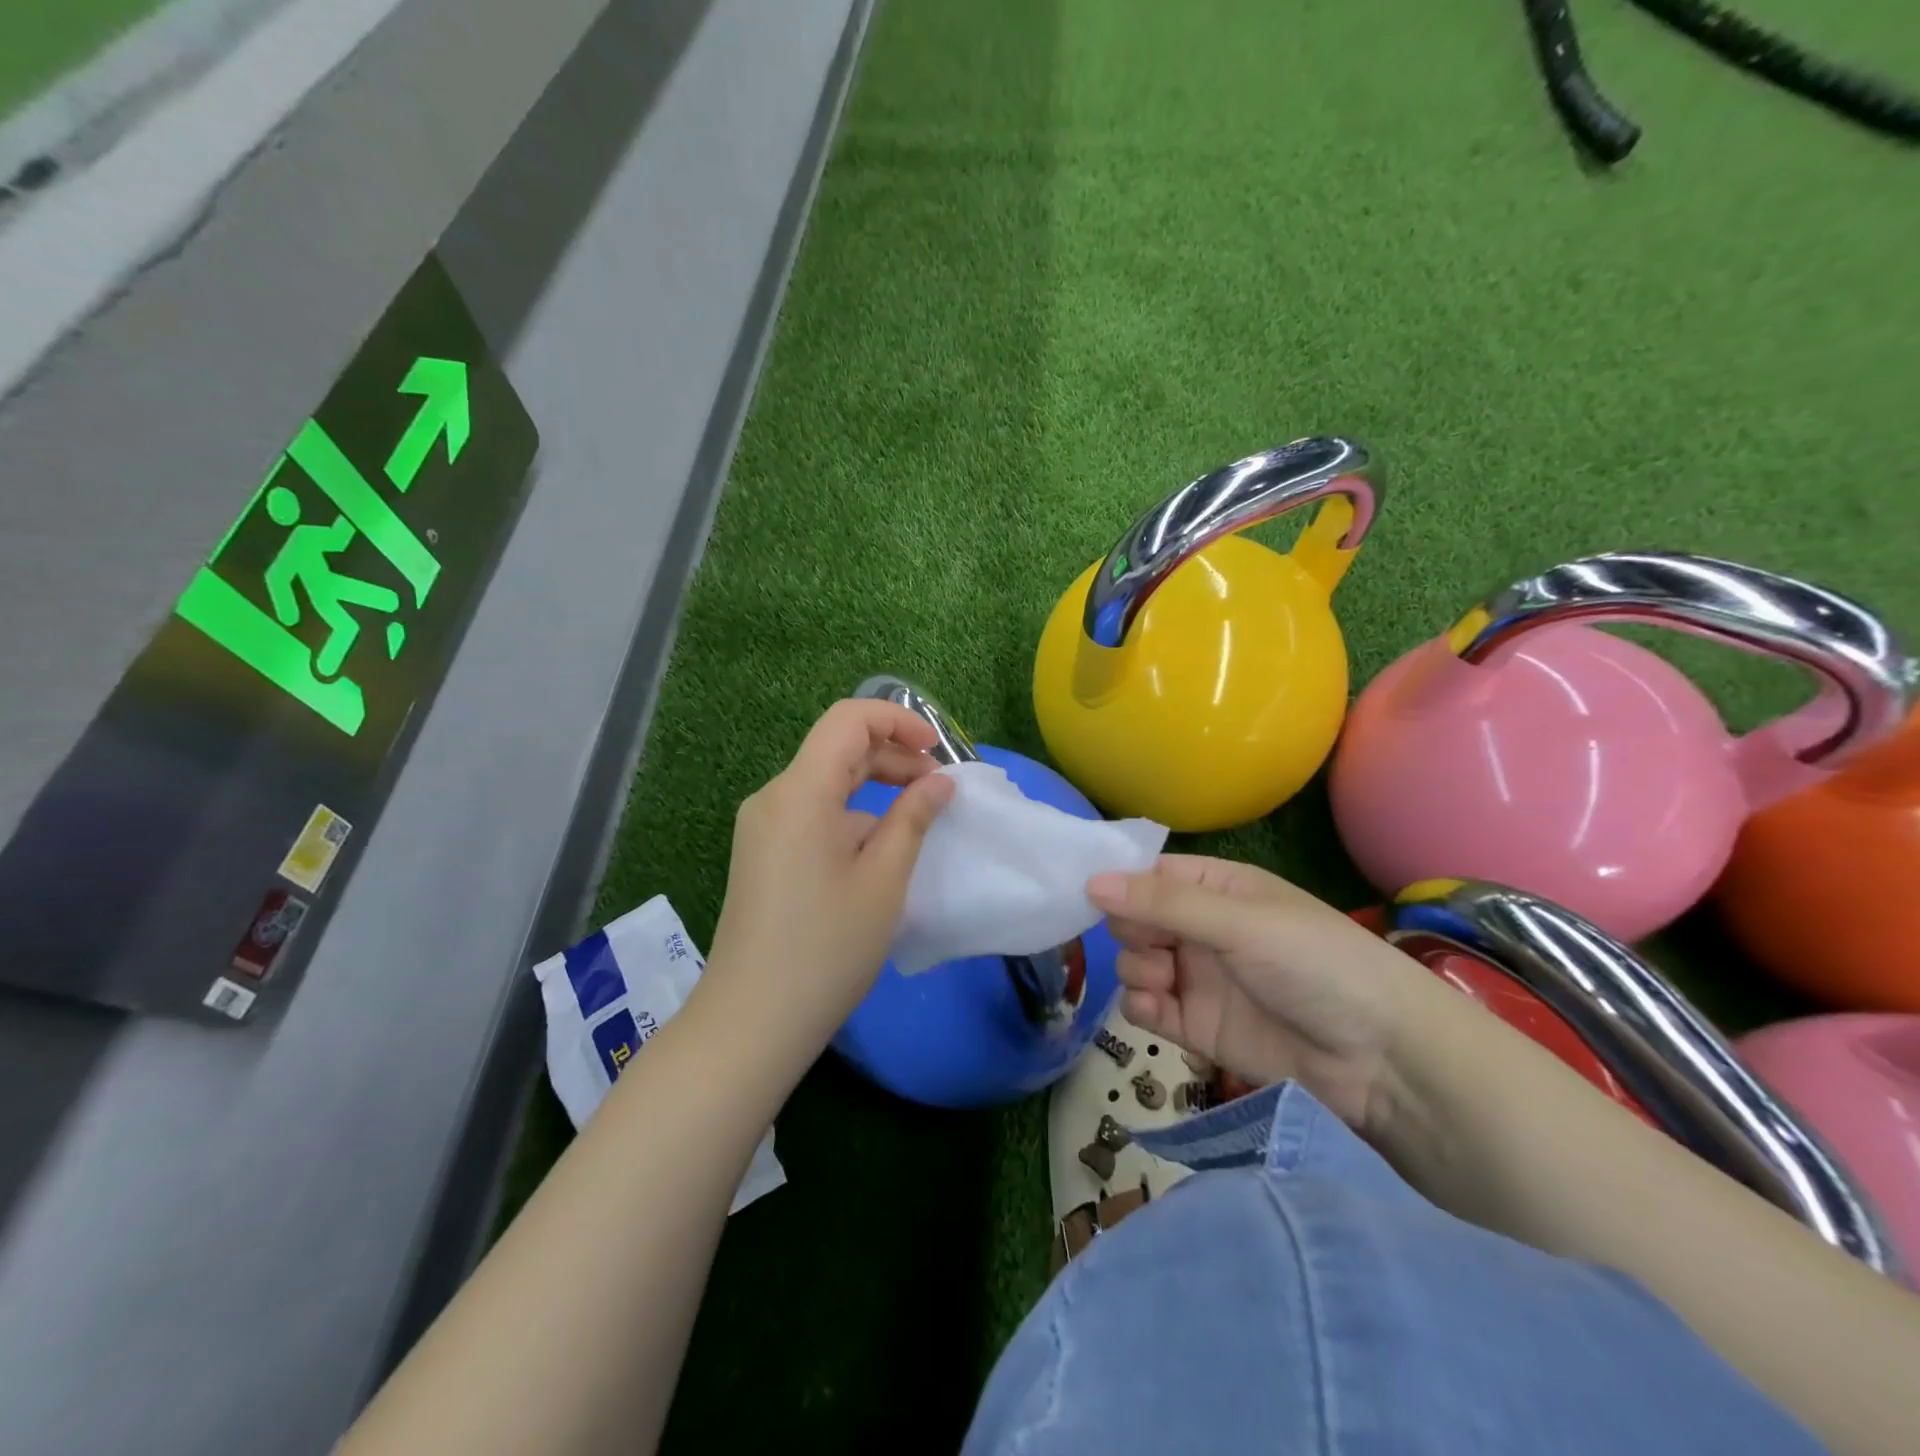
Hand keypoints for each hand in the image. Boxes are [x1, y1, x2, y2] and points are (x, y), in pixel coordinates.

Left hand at [702, 699, 954, 1060]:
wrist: (752, 1021)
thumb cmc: (827, 948)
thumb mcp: (884, 879)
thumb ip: (913, 817)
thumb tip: (940, 781)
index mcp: (800, 792)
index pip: (849, 720)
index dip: (898, 721)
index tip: (938, 750)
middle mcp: (774, 797)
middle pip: (838, 749)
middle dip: (893, 756)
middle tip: (940, 789)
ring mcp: (763, 825)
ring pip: (826, 781)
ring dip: (875, 785)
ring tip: (919, 815)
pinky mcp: (762, 851)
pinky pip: (812, 811)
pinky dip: (852, 813)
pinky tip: (881, 847)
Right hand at [1086, 856, 1436, 1129]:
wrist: (1381, 1060)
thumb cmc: (1316, 965)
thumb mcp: (1240, 922)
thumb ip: (1163, 904)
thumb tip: (1091, 881)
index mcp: (1216, 888)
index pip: (1150, 874)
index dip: (1119, 882)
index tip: (1089, 894)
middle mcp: (1201, 928)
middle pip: (1134, 918)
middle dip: (1129, 928)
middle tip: (1150, 942)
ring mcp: (1197, 977)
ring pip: (1135, 961)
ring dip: (1136, 967)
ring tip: (1163, 978)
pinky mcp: (1196, 1026)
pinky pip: (1146, 1007)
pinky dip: (1142, 1006)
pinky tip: (1159, 1009)